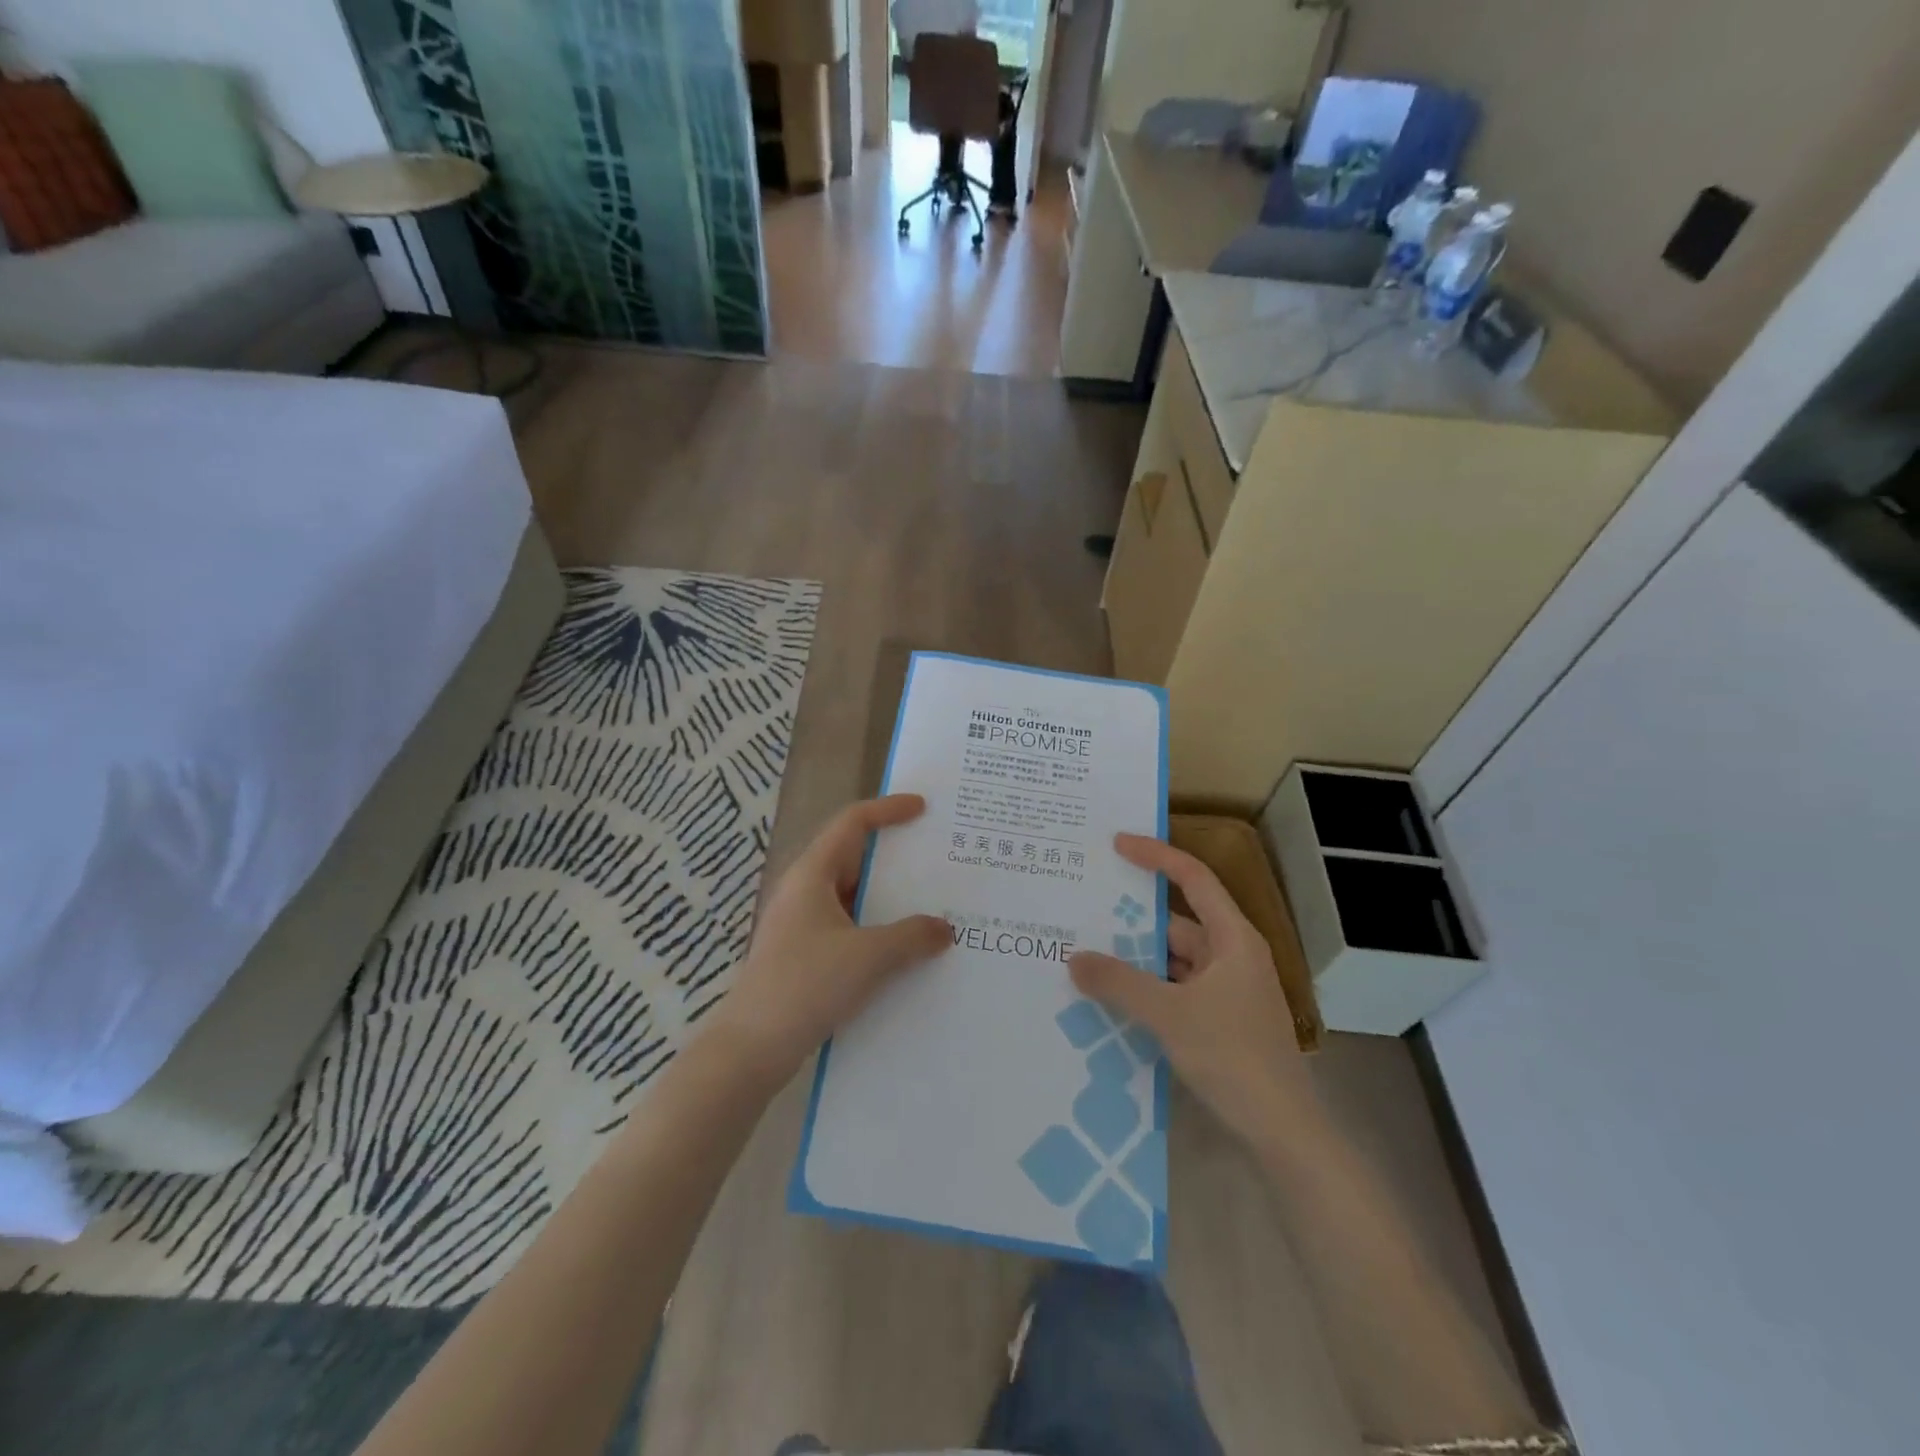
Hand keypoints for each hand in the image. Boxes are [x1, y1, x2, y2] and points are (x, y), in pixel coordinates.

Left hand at [709, 795, 949, 1080]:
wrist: (750, 1049)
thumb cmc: (806, 986)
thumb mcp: (868, 957)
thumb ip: (912, 937)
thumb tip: (945, 928)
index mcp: (812, 874)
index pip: (852, 823)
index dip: (888, 809)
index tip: (922, 808)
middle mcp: (804, 891)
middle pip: (853, 856)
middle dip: (894, 854)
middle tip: (936, 856)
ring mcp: (802, 924)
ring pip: (853, 896)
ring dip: (888, 897)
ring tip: (930, 902)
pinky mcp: (804, 955)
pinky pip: (849, 927)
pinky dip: (877, 928)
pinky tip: (905, 949)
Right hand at [1068, 834, 1321, 1154]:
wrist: (1283, 1132)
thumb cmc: (1233, 1057)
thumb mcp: (1170, 1015)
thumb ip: (1120, 983)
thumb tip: (1075, 958)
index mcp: (1232, 939)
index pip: (1193, 878)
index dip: (1156, 855)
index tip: (1117, 844)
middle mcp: (1232, 956)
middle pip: (1178, 922)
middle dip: (1133, 919)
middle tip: (1086, 909)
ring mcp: (1229, 990)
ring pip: (1174, 960)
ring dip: (1137, 959)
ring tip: (1088, 954)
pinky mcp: (1222, 1020)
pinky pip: (1176, 989)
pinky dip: (1148, 988)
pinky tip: (1114, 999)